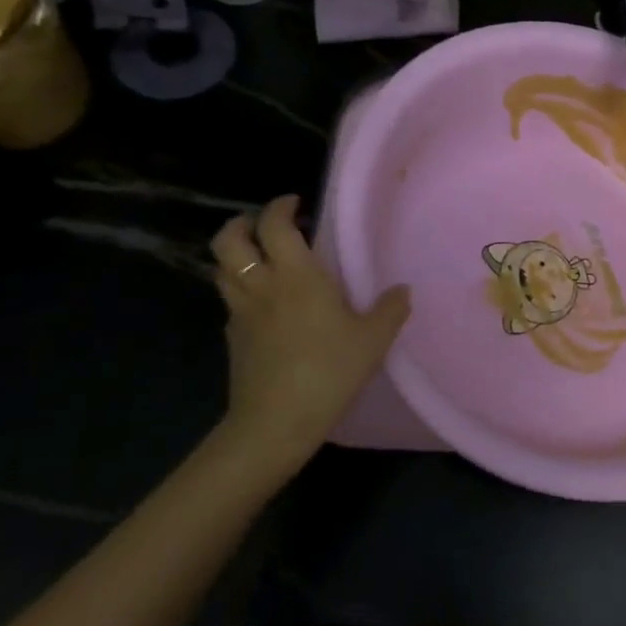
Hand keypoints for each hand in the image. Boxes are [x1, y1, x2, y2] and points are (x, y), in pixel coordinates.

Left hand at [210, 194, 409, 473]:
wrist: (276, 422)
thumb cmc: (329, 371)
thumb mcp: (373, 340)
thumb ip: (391, 309)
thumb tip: (403, 289)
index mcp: (297, 276)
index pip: (275, 226)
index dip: (280, 207)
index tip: (296, 203)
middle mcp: (262, 286)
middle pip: (229, 240)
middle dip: (242, 223)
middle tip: (265, 224)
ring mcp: (241, 313)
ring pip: (222, 269)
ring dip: (236, 255)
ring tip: (260, 259)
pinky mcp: (233, 339)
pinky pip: (230, 301)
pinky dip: (241, 291)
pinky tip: (263, 305)